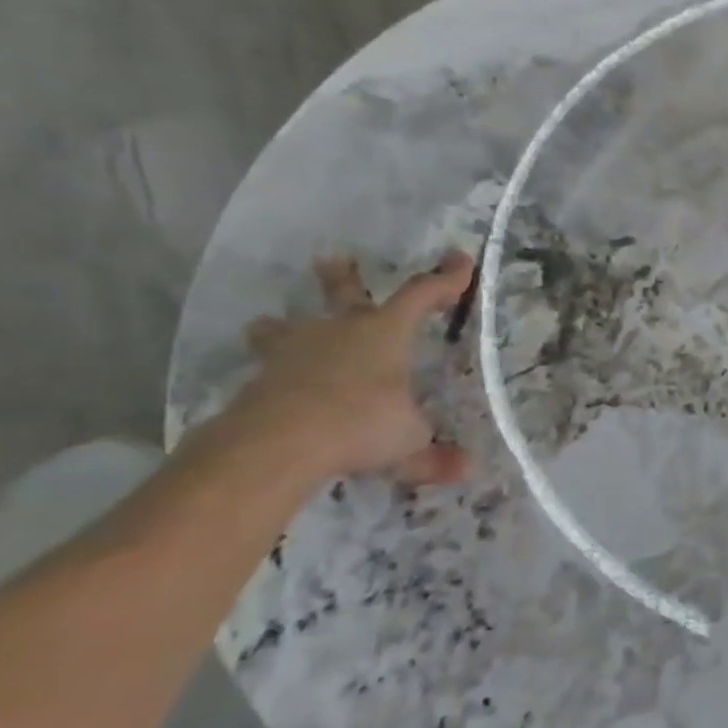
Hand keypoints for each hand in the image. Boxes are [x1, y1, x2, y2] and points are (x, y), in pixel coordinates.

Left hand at [227, 253, 475, 486]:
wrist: (276, 444)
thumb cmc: (361, 425)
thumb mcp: (410, 443)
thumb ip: (435, 455)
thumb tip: (467, 469)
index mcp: (385, 334)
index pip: (422, 296)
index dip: (445, 280)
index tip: (461, 261)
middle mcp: (339, 332)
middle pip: (343, 295)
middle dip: (343, 278)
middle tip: (333, 259)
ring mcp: (294, 353)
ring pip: (287, 329)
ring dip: (283, 327)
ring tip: (270, 324)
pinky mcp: (260, 382)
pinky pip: (271, 370)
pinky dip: (276, 375)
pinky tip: (274, 386)